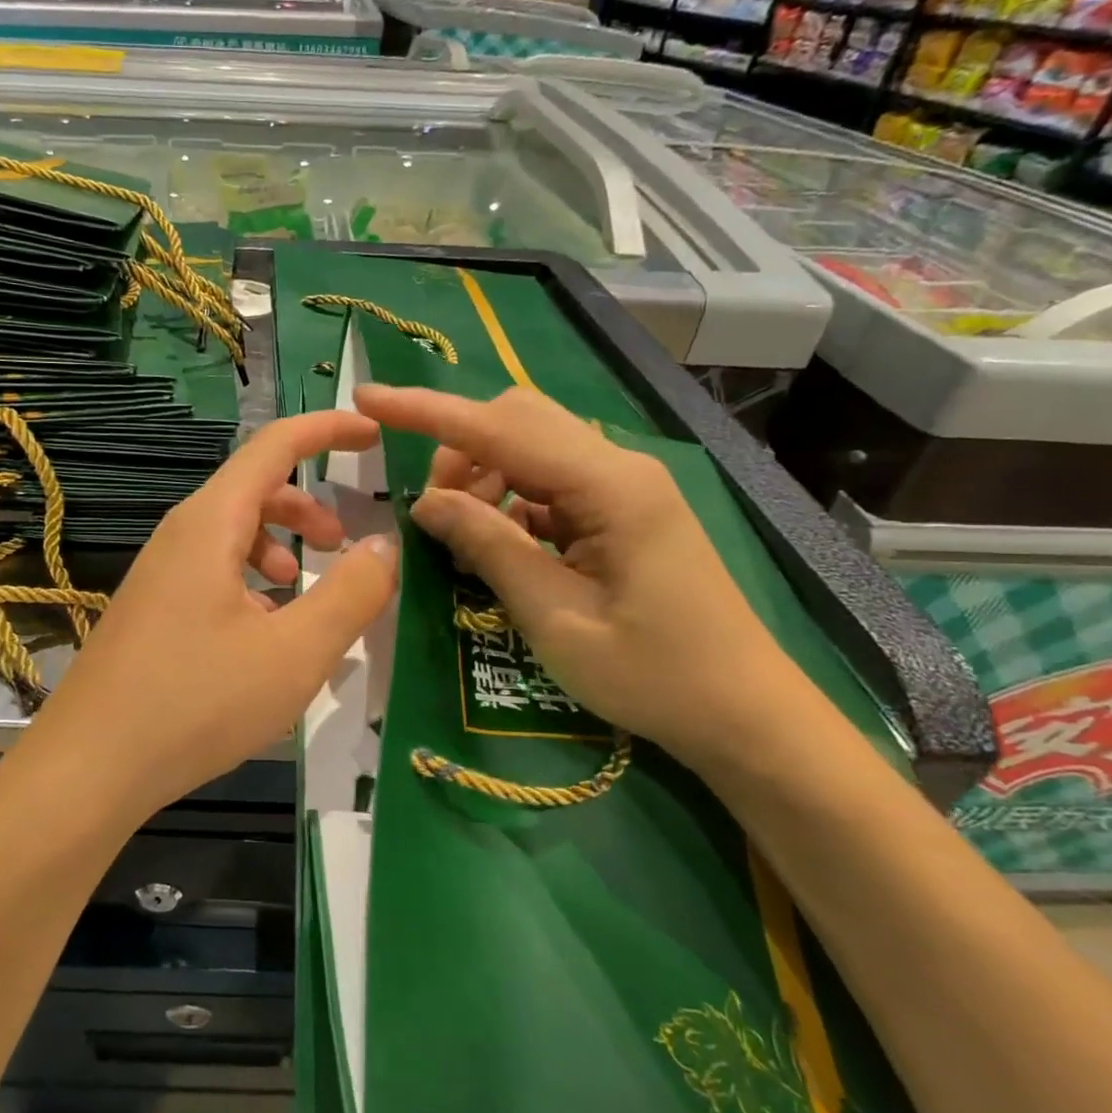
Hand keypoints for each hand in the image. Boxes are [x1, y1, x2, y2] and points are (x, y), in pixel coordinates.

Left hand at [25, 411, 398, 820]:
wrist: (90, 766)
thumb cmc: (197, 702)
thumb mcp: (294, 652)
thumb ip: (350, 593)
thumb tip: (383, 545)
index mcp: (210, 523)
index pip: (275, 445)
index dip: (328, 429)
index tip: (373, 434)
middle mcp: (180, 535)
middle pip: (253, 490)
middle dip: (307, 506)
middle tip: (344, 542)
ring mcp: (159, 574)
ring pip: (231, 536)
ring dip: (278, 548)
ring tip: (303, 594)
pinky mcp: (152, 611)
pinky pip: (211, 573)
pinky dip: (250, 584)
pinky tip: (264, 635)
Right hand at [355, 383, 821, 773]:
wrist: (744, 714)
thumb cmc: (653, 675)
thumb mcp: (555, 617)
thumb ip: (489, 547)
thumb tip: (426, 501)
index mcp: (609, 486)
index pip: (498, 428)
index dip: (427, 411)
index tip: (367, 399)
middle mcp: (617, 468)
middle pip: (516, 419)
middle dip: (458, 450)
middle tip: (432, 514)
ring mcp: (623, 486)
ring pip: (530, 446)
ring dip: (482, 476)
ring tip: (464, 540)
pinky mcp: (621, 509)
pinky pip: (547, 481)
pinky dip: (509, 501)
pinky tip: (501, 547)